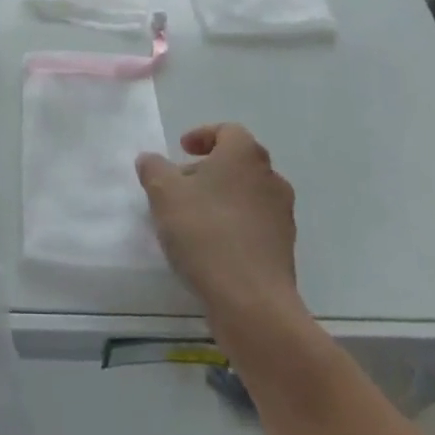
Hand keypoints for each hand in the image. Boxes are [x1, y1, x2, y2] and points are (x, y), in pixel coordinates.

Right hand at [137, 124, 299, 325]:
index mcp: (245, 155)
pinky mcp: (284, 249)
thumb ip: (153, 168)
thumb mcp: (164, 193)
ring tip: (193, 219)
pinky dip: (234, 225)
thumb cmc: (206, 233)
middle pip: (238, 162)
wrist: (252, 302)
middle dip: (209, 169)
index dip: (202, 136)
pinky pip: (255, 224)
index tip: (181, 150)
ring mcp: (282, 215)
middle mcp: (270, 178)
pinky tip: (212, 247)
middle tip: (181, 185)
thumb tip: (150, 159)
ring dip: (222, 198)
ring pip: (247, 194)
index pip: (228, 131)